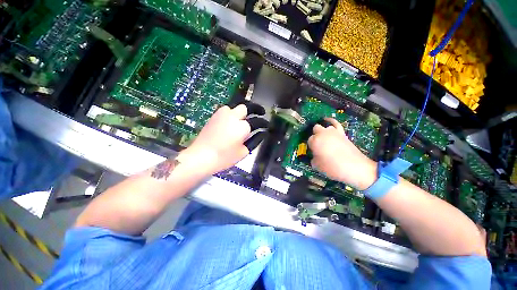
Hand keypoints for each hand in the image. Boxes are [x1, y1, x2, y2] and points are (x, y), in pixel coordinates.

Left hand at [178, 104, 266, 175]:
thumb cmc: (225, 157)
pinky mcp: (214, 116)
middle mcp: (234, 116)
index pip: (258, 122)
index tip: (266, 125)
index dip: (264, 123)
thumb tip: (261, 133)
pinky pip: (226, 110)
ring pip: (236, 106)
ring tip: (245, 118)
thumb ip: (255, 140)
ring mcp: (222, 114)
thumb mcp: (243, 152)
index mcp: (243, 127)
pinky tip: (232, 120)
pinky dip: (232, 113)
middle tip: (260, 113)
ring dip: (242, 111)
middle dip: (255, 109)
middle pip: (247, 107)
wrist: (201, 156)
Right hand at [308, 118, 376, 189]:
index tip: (314, 152)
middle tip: (318, 146)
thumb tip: (315, 156)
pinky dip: (331, 121)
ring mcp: (333, 132)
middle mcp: (323, 134)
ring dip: (323, 132)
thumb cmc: (333, 167)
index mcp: (315, 141)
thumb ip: (313, 159)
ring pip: (325, 127)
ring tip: (325, 141)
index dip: (311, 147)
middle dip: (315, 136)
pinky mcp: (342, 133)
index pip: (309, 140)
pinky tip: (327, 120)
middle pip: (315, 130)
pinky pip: (335, 123)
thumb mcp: (317, 166)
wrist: (355, 167)